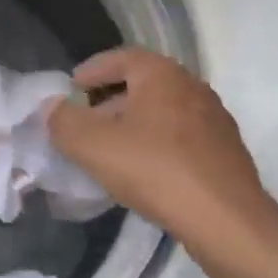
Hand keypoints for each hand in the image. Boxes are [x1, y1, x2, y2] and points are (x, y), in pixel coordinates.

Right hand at [46, 48, 277, 263]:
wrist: (226, 220)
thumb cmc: (156, 170)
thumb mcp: (94, 146)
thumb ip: (64, 122)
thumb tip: (52, 108)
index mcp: (163, 75)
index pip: (122, 57)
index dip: (93, 70)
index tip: (72, 87)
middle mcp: (192, 87)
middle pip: (143, 84)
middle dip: (110, 100)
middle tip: (85, 123)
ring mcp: (214, 119)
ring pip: (163, 112)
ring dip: (134, 124)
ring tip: (111, 150)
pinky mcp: (225, 151)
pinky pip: (181, 137)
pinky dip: (157, 144)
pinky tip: (144, 171)